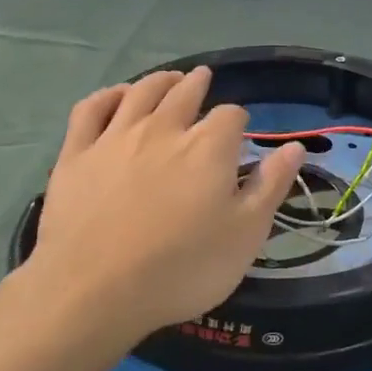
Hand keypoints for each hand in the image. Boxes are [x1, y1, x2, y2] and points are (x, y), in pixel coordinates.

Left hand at [20, 67, 304, 352]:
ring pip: (141, 92)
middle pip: (185, 92)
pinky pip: (92, 109)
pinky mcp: (77, 154)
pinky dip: (108, 95)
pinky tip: (117, 96)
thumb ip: (270, 186)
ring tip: (169, 79)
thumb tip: (294, 146)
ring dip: (159, 80)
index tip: (237, 135)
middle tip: (202, 79)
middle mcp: (164, 128)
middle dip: (198, 83)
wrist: (93, 291)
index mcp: (208, 146)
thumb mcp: (244, 235)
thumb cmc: (181, 268)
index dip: (237, 121)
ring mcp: (116, 137)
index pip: (231, 116)